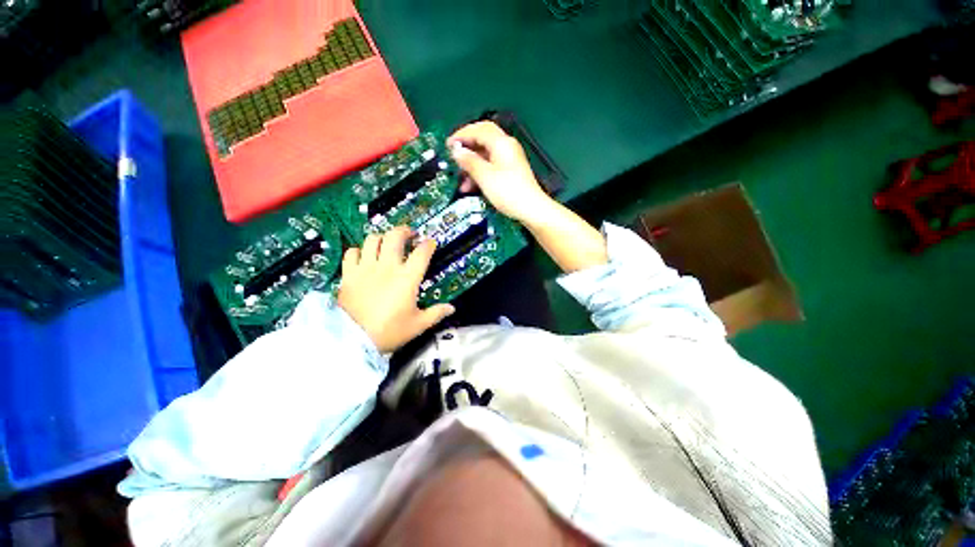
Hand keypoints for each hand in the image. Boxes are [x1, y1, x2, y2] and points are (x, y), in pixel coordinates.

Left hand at [337, 227, 454, 352]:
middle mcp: (387, 267)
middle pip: (395, 237)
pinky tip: (363, 256)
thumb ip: (436, 313)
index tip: (431, 243)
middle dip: (404, 231)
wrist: (353, 341)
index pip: (421, 253)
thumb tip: (451, 308)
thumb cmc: (389, 332)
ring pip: (372, 240)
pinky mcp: (348, 274)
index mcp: (407, 278)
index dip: (428, 245)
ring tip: (386, 243)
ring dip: (382, 238)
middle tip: (409, 234)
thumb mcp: (418, 325)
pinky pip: (351, 252)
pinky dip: (358, 251)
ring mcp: (365, 268)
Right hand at [447, 121, 553, 223]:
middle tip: (454, 159)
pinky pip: (491, 166)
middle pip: (482, 140)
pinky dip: (480, 173)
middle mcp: (507, 147)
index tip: (448, 145)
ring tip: (461, 181)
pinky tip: (471, 187)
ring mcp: (510, 159)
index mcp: (501, 143)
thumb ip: (469, 161)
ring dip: (472, 166)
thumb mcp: (484, 176)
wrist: (531, 209)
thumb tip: (456, 150)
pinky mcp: (510, 172)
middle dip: (466, 149)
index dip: (461, 135)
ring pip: (486, 155)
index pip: (479, 129)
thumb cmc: (507, 191)